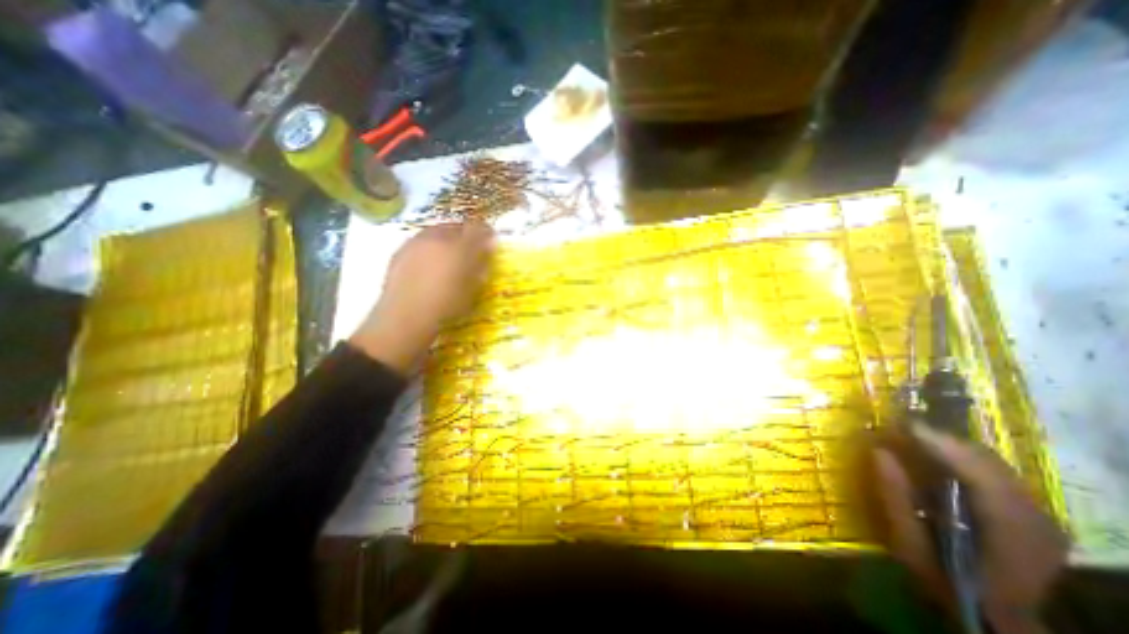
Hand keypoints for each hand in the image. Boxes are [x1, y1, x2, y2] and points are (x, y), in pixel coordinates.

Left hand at [349, 221, 494, 372]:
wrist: (406, 316)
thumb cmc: (447, 305)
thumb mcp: (472, 287)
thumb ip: (481, 264)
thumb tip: (488, 247)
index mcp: (459, 246)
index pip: (478, 228)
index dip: (486, 232)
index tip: (489, 241)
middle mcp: (437, 237)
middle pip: (455, 226)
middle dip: (465, 235)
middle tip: (469, 251)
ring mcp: (415, 242)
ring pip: (435, 233)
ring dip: (445, 240)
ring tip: (447, 259)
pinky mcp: (399, 251)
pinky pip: (419, 243)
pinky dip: (428, 249)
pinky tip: (427, 267)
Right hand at [871, 425, 1069, 633]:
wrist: (996, 613)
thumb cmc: (945, 578)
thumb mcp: (908, 542)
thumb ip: (895, 496)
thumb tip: (878, 451)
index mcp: (1009, 531)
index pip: (979, 473)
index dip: (940, 443)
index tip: (901, 422)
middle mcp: (1037, 518)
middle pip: (988, 462)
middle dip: (942, 439)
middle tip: (901, 426)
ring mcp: (1043, 515)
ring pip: (993, 463)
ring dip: (951, 446)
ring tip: (915, 435)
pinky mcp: (1035, 513)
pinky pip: (995, 471)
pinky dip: (963, 457)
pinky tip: (939, 455)